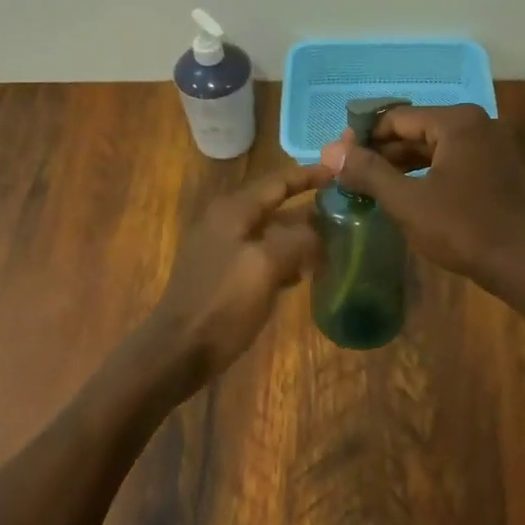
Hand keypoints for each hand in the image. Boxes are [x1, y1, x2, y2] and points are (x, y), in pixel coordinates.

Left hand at [146, 162, 329, 386]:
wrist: (179, 350)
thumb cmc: (223, 303)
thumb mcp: (266, 266)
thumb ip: (297, 240)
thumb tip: (319, 231)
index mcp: (233, 210)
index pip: (278, 181)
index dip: (309, 175)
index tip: (340, 173)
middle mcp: (225, 221)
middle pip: (274, 205)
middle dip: (308, 208)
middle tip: (345, 212)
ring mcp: (222, 247)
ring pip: (270, 232)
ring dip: (299, 235)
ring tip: (334, 241)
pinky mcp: (223, 273)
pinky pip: (261, 254)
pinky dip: (284, 257)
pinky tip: (305, 273)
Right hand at [319, 104, 524, 288]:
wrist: (523, 262)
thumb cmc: (462, 227)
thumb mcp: (407, 201)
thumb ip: (368, 172)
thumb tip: (331, 151)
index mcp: (456, 121)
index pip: (397, 118)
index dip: (364, 137)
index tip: (339, 159)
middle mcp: (475, 123)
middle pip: (415, 130)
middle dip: (382, 152)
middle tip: (350, 176)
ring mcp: (489, 146)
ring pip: (432, 148)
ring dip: (402, 165)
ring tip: (370, 187)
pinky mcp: (494, 169)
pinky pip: (450, 161)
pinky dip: (425, 174)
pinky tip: (404, 194)